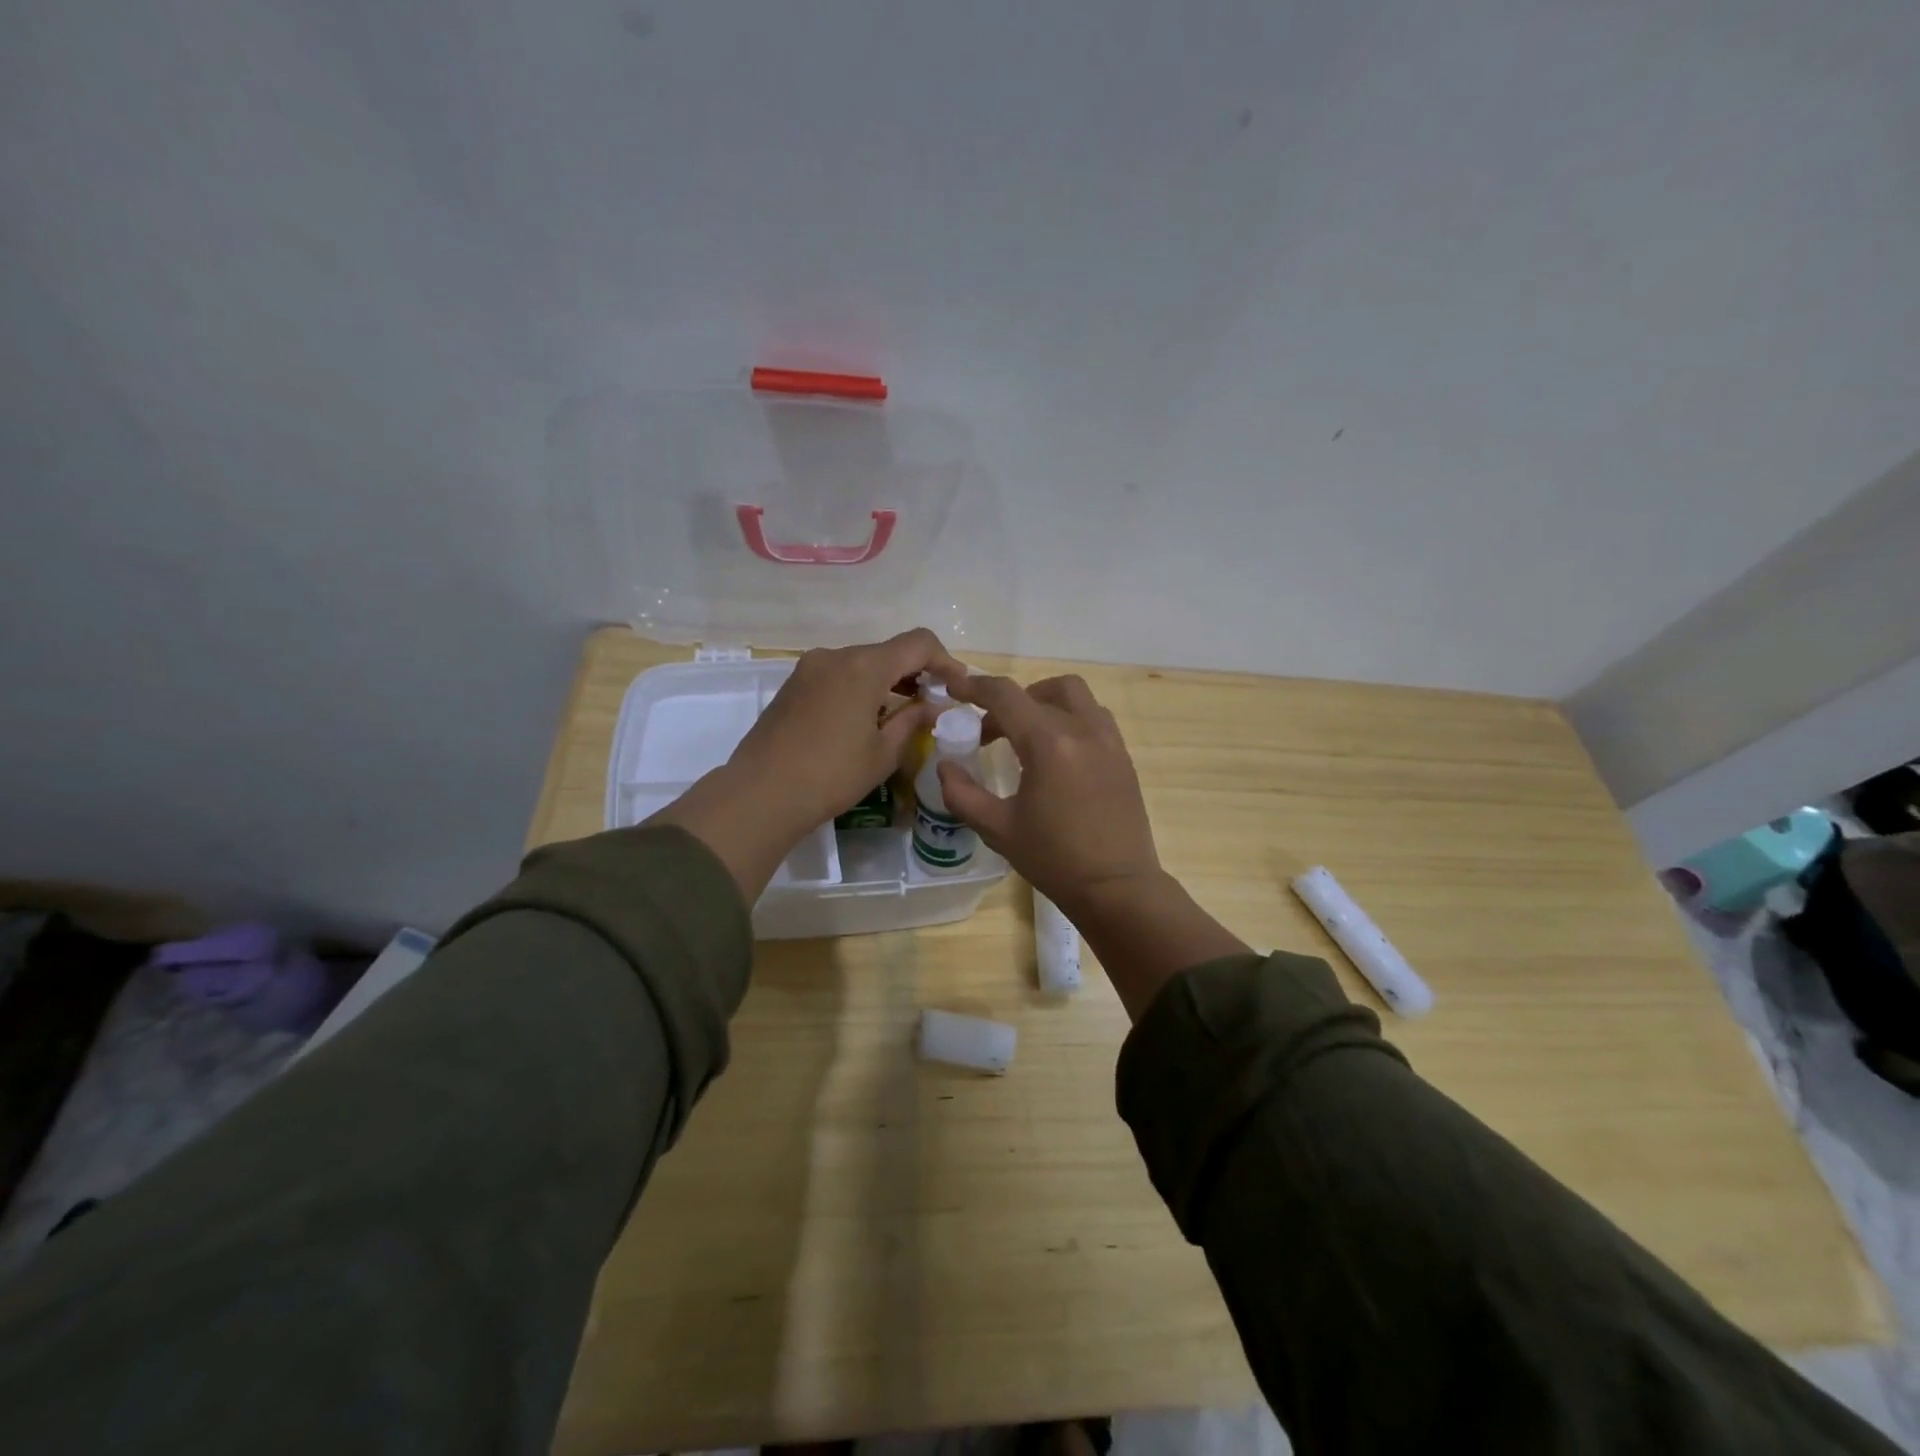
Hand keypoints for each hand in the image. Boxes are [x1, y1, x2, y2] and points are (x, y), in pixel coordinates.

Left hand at [649, 628, 963, 900]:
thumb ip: (913, 720)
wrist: (761, 793)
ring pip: (862, 664)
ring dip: (887, 683)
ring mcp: (809, 668)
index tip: (957, 688)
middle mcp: (836, 656)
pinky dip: (860, 689)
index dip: (945, 661)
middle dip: (915, 674)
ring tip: (901, 717)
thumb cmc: (832, 775)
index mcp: (864, 666)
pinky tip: (865, 721)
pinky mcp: (793, 685)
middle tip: (932, 706)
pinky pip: (838, 676)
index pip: (918, 643)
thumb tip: (933, 705)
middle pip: (888, 652)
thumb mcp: (883, 752)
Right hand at [938, 672, 1247, 1021]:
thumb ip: (962, 793)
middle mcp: (1083, 730)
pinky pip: (1093, 717)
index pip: (1006, 695)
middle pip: (1042, 688)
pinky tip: (1056, 756)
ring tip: (1026, 738)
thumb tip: (944, 765)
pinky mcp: (1123, 756)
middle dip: (1011, 699)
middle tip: (992, 731)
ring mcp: (1109, 741)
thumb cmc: (1054, 859)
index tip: (955, 688)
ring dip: (1044, 703)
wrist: (1116, 887)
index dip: (975, 686)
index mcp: (1049, 744)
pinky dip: (1069, 719)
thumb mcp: (997, 829)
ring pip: (1074, 696)